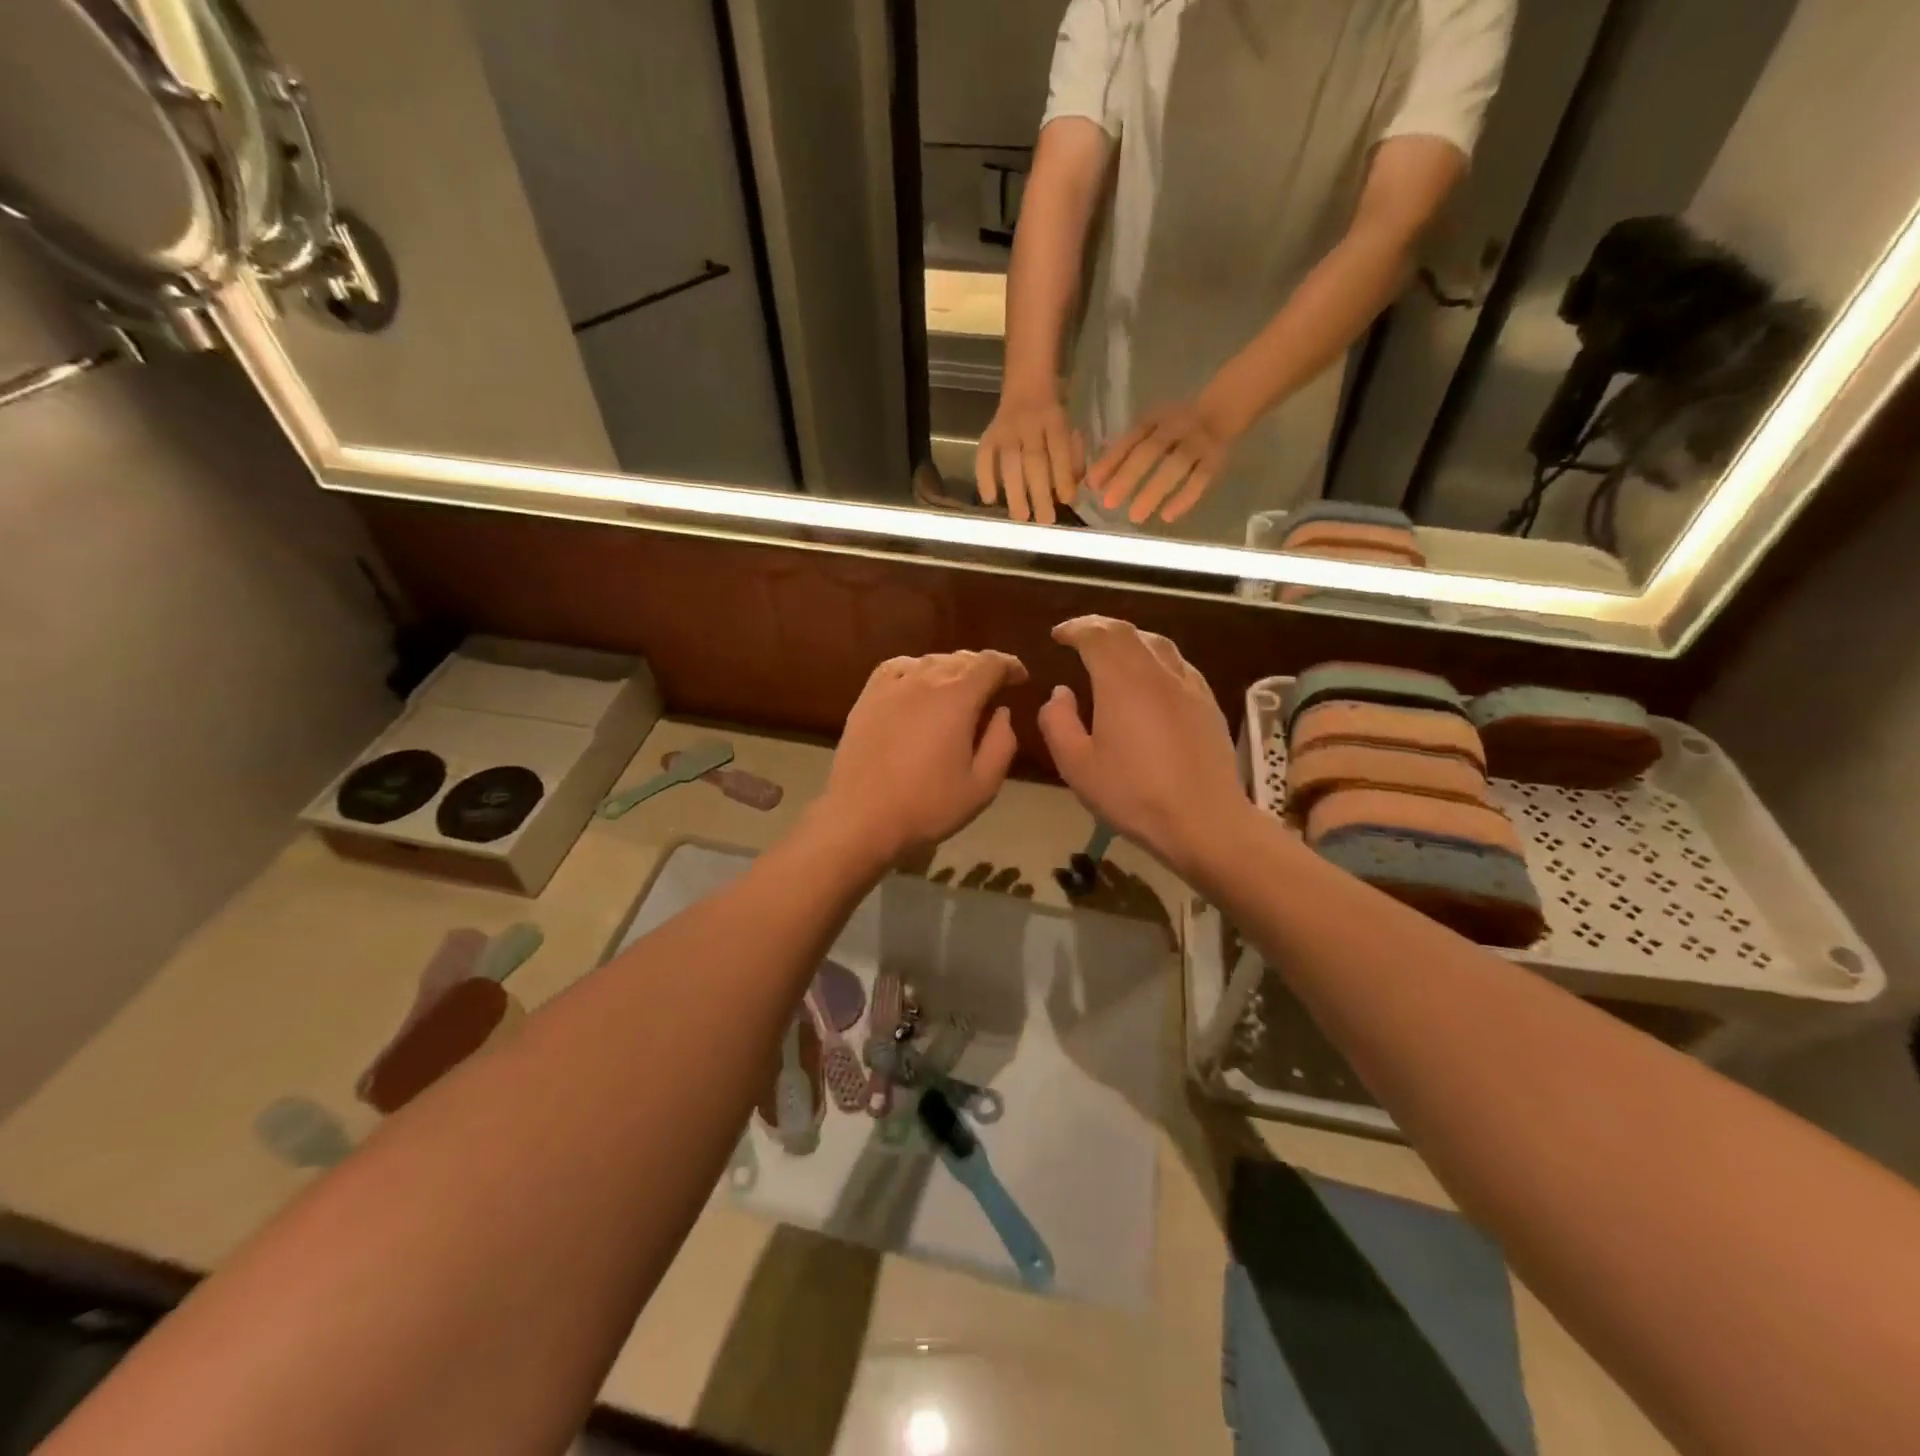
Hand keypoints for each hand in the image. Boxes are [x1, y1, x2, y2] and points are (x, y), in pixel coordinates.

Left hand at [819, 650, 1028, 868]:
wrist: (861, 818)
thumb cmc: (928, 805)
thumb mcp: (982, 785)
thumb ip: (1001, 743)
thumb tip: (1001, 712)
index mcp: (957, 697)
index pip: (990, 664)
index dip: (1010, 666)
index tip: (1020, 678)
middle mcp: (924, 680)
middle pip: (960, 659)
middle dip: (982, 668)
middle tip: (994, 686)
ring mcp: (891, 686)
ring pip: (929, 662)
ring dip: (951, 669)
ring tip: (959, 688)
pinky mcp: (867, 698)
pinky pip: (897, 669)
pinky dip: (915, 670)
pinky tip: (917, 685)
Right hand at [975, 390, 1084, 524]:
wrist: (1026, 381)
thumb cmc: (1053, 414)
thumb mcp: (1070, 427)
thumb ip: (1073, 457)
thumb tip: (1069, 493)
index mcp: (1054, 419)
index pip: (1059, 449)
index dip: (1063, 475)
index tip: (1067, 501)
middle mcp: (1029, 423)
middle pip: (1034, 460)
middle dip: (1039, 492)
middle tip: (1044, 520)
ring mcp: (1005, 429)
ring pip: (1009, 462)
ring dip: (1014, 492)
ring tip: (1021, 518)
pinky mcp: (988, 434)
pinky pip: (983, 456)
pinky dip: (984, 478)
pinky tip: (989, 499)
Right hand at [1037, 617, 1248, 878]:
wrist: (1203, 820)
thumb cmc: (1133, 794)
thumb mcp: (1077, 765)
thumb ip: (1059, 722)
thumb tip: (1060, 692)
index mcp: (1122, 681)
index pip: (1097, 635)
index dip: (1075, 629)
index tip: (1058, 635)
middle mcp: (1157, 672)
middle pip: (1128, 632)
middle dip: (1099, 627)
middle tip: (1080, 636)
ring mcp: (1188, 685)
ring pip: (1157, 643)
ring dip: (1130, 639)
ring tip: (1113, 651)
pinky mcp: (1208, 703)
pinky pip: (1178, 664)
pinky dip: (1156, 658)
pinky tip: (1152, 678)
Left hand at [1086, 396, 1240, 525]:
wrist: (1222, 411)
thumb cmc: (1172, 429)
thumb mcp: (1148, 431)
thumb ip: (1123, 452)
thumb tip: (1092, 482)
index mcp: (1154, 420)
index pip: (1130, 439)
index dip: (1111, 460)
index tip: (1092, 485)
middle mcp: (1175, 427)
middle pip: (1150, 451)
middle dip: (1128, 477)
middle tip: (1109, 504)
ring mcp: (1198, 442)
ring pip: (1176, 466)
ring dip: (1154, 490)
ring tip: (1135, 517)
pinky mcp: (1215, 459)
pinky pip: (1201, 479)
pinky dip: (1185, 498)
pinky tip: (1167, 517)